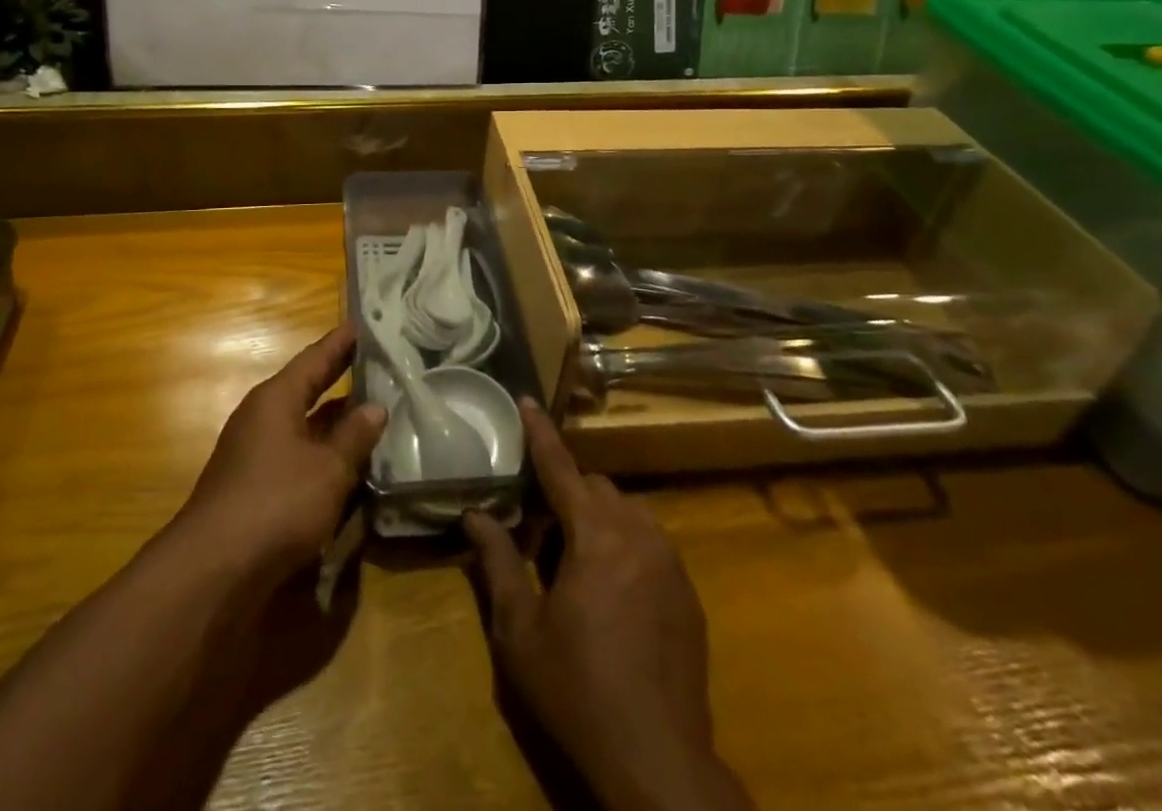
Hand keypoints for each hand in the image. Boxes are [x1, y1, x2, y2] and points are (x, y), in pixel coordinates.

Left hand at [176, 324, 385, 588]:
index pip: (314, 359)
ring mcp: (254, 455)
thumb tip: (375, 406)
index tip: (360, 325)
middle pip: (305, 389)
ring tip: (370, 411)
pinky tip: (345, 464)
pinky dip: (321, 454)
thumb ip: (353, 437)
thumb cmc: (276, 503)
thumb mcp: (328, 469)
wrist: (213, 571)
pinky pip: (296, 457)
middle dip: (337, 377)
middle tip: (372, 362)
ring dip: (332, 421)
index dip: (339, 343)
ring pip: (302, 427)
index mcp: (276, 400)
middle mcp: (261, 419)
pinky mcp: (253, 489)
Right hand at [464, 402, 748, 810]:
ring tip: (572, 560)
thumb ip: (497, 563)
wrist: (658, 761)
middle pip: (596, 487)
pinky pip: (650, 544)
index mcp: (596, 535)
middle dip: (565, 492)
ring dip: (596, 518)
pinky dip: (623, 545)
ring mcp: (670, 563)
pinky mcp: (688, 593)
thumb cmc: (578, 690)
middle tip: (537, 525)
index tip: (527, 400)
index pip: (561, 467)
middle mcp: (638, 535)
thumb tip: (474, 516)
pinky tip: (609, 591)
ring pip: (627, 512)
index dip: (540, 433)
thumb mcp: (520, 631)